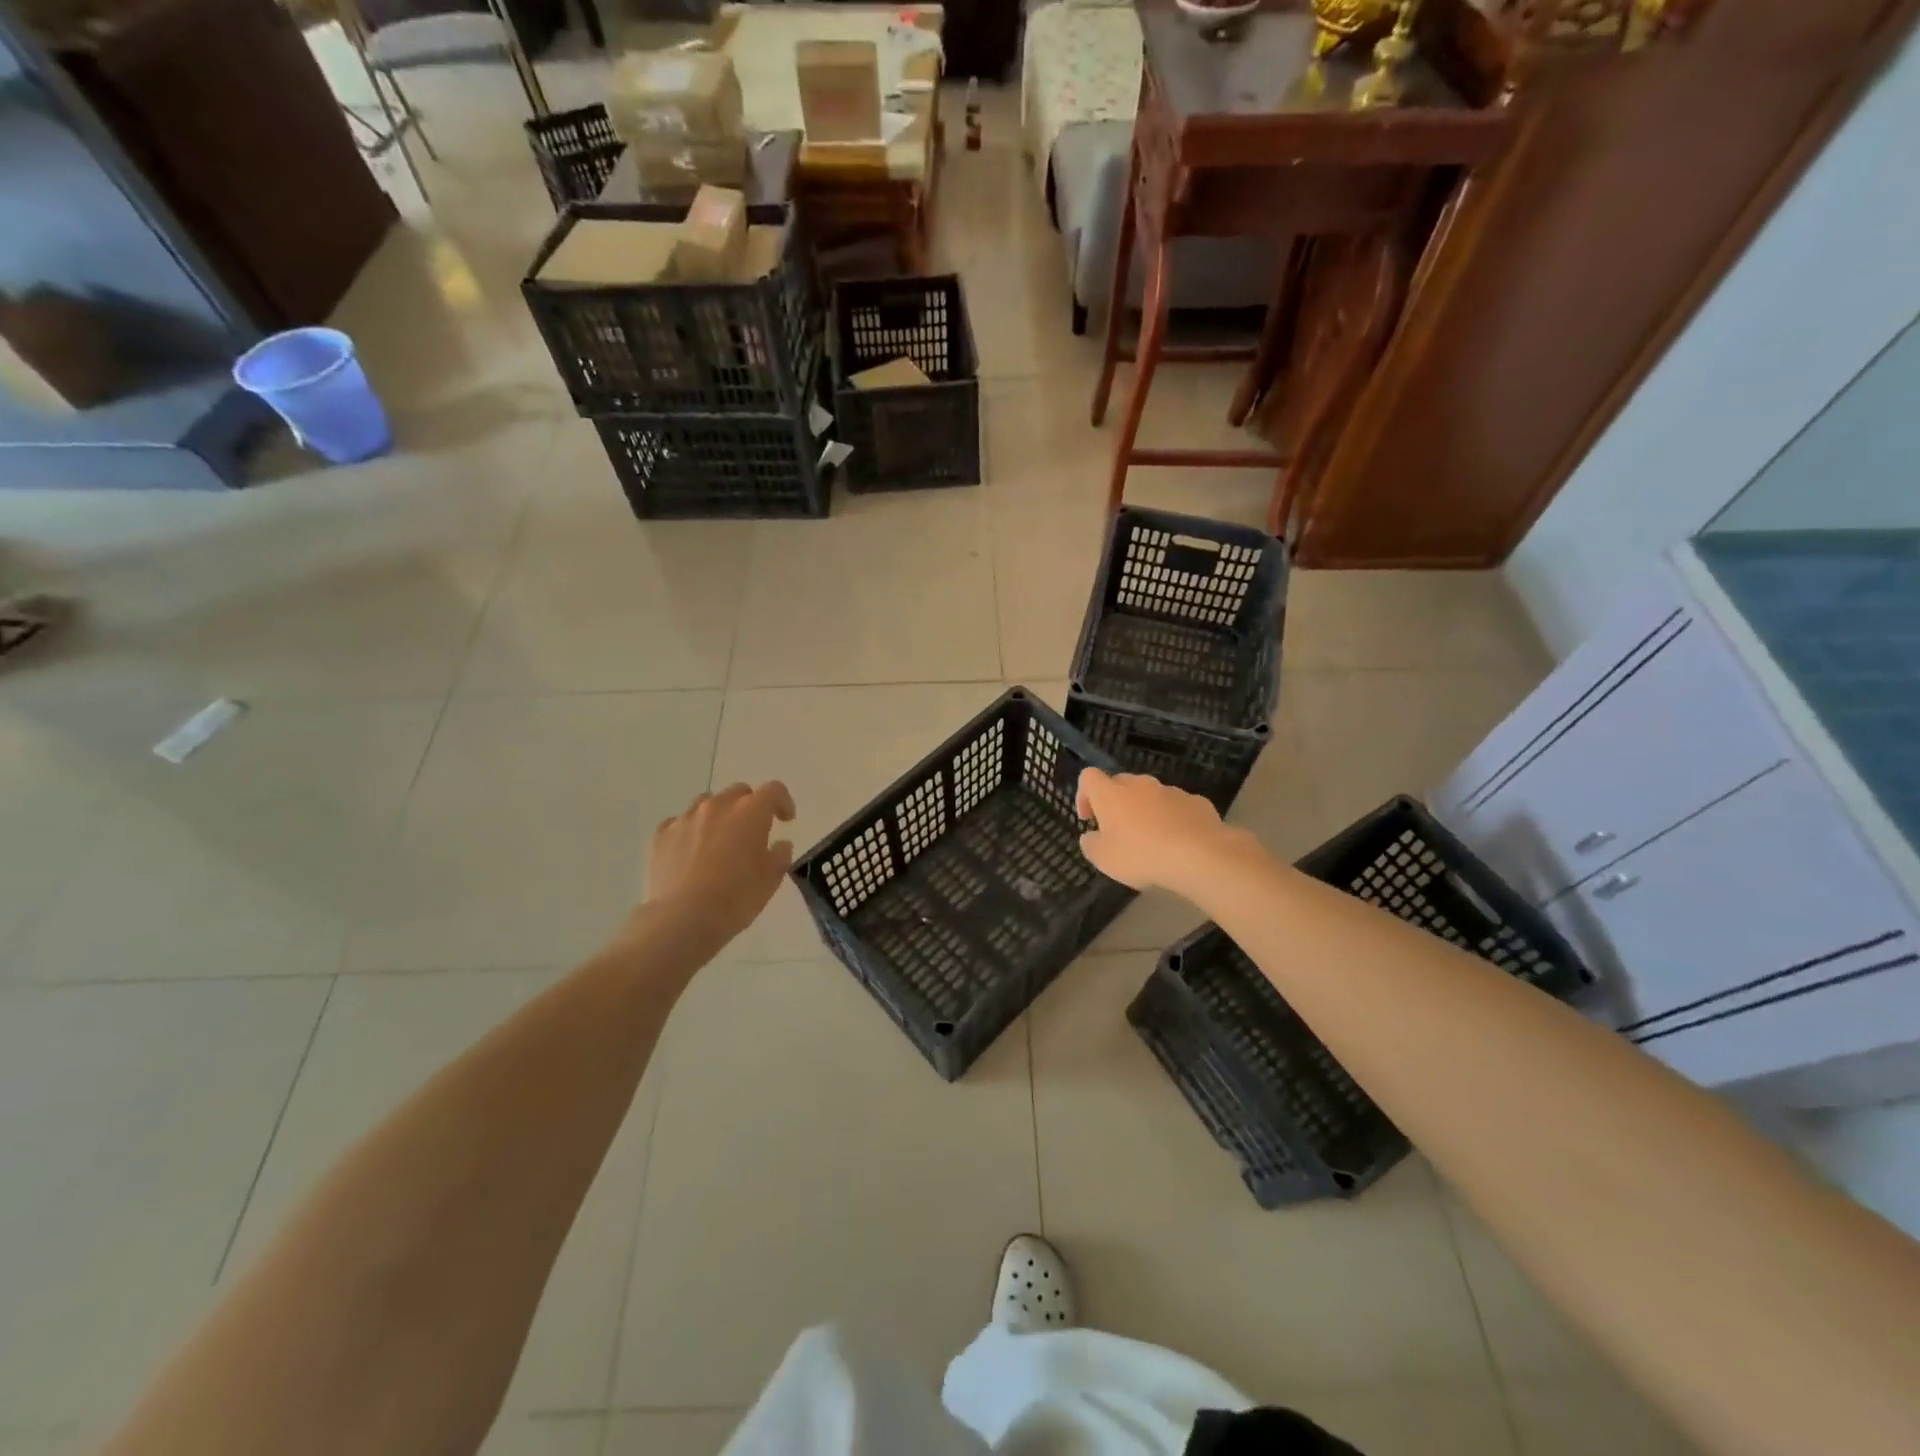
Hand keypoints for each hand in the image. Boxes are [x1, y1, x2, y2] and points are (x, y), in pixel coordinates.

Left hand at [641, 781, 796, 946]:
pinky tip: (690, 853)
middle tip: (752, 832)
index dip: (783, 802)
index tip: (786, 820)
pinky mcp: (661, 835)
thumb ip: (780, 856)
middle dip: (750, 806)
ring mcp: (686, 818)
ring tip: (719, 840)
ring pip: (707, 803)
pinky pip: (679, 823)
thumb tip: (780, 844)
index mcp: (750, 812)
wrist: (682, 919)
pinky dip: (690, 831)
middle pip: (739, 792)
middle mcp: (718, 806)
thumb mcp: (771, 880)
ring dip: (719, 815)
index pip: (773, 791)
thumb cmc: (736, 898)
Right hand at [1076, 768, 1239, 894]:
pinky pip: (1177, 806)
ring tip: (1152, 840)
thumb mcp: (1104, 859)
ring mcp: (1170, 790)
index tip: (1089, 818)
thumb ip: (1091, 844)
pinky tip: (1178, 841)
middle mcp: (1139, 784)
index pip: (1088, 777)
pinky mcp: (1196, 801)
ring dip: (1145, 810)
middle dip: (1116, 803)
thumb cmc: (1142, 855)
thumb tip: (1090, 836)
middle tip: (1119, 831)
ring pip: (1151, 794)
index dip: (1084, 795)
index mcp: (1111, 794)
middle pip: (1120, 783)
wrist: (1200, 855)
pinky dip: (1172, 818)